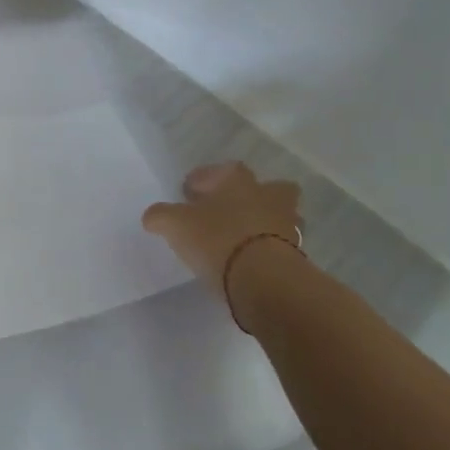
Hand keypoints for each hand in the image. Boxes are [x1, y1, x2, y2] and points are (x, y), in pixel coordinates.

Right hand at [142, 163, 301, 298]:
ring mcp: (287, 225)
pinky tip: (248, 262)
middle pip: (268, 188)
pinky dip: (268, 250)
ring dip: (264, 223)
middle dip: (251, 196)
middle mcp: (268, 196)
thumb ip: (161, 216)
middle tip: (228, 211)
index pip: (223, 170)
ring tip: (239, 240)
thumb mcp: (174, 224)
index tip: (189, 193)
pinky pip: (281, 245)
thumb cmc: (217, 239)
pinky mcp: (297, 254)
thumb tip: (152, 216)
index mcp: (239, 181)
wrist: (263, 279)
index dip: (205, 180)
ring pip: (279, 216)